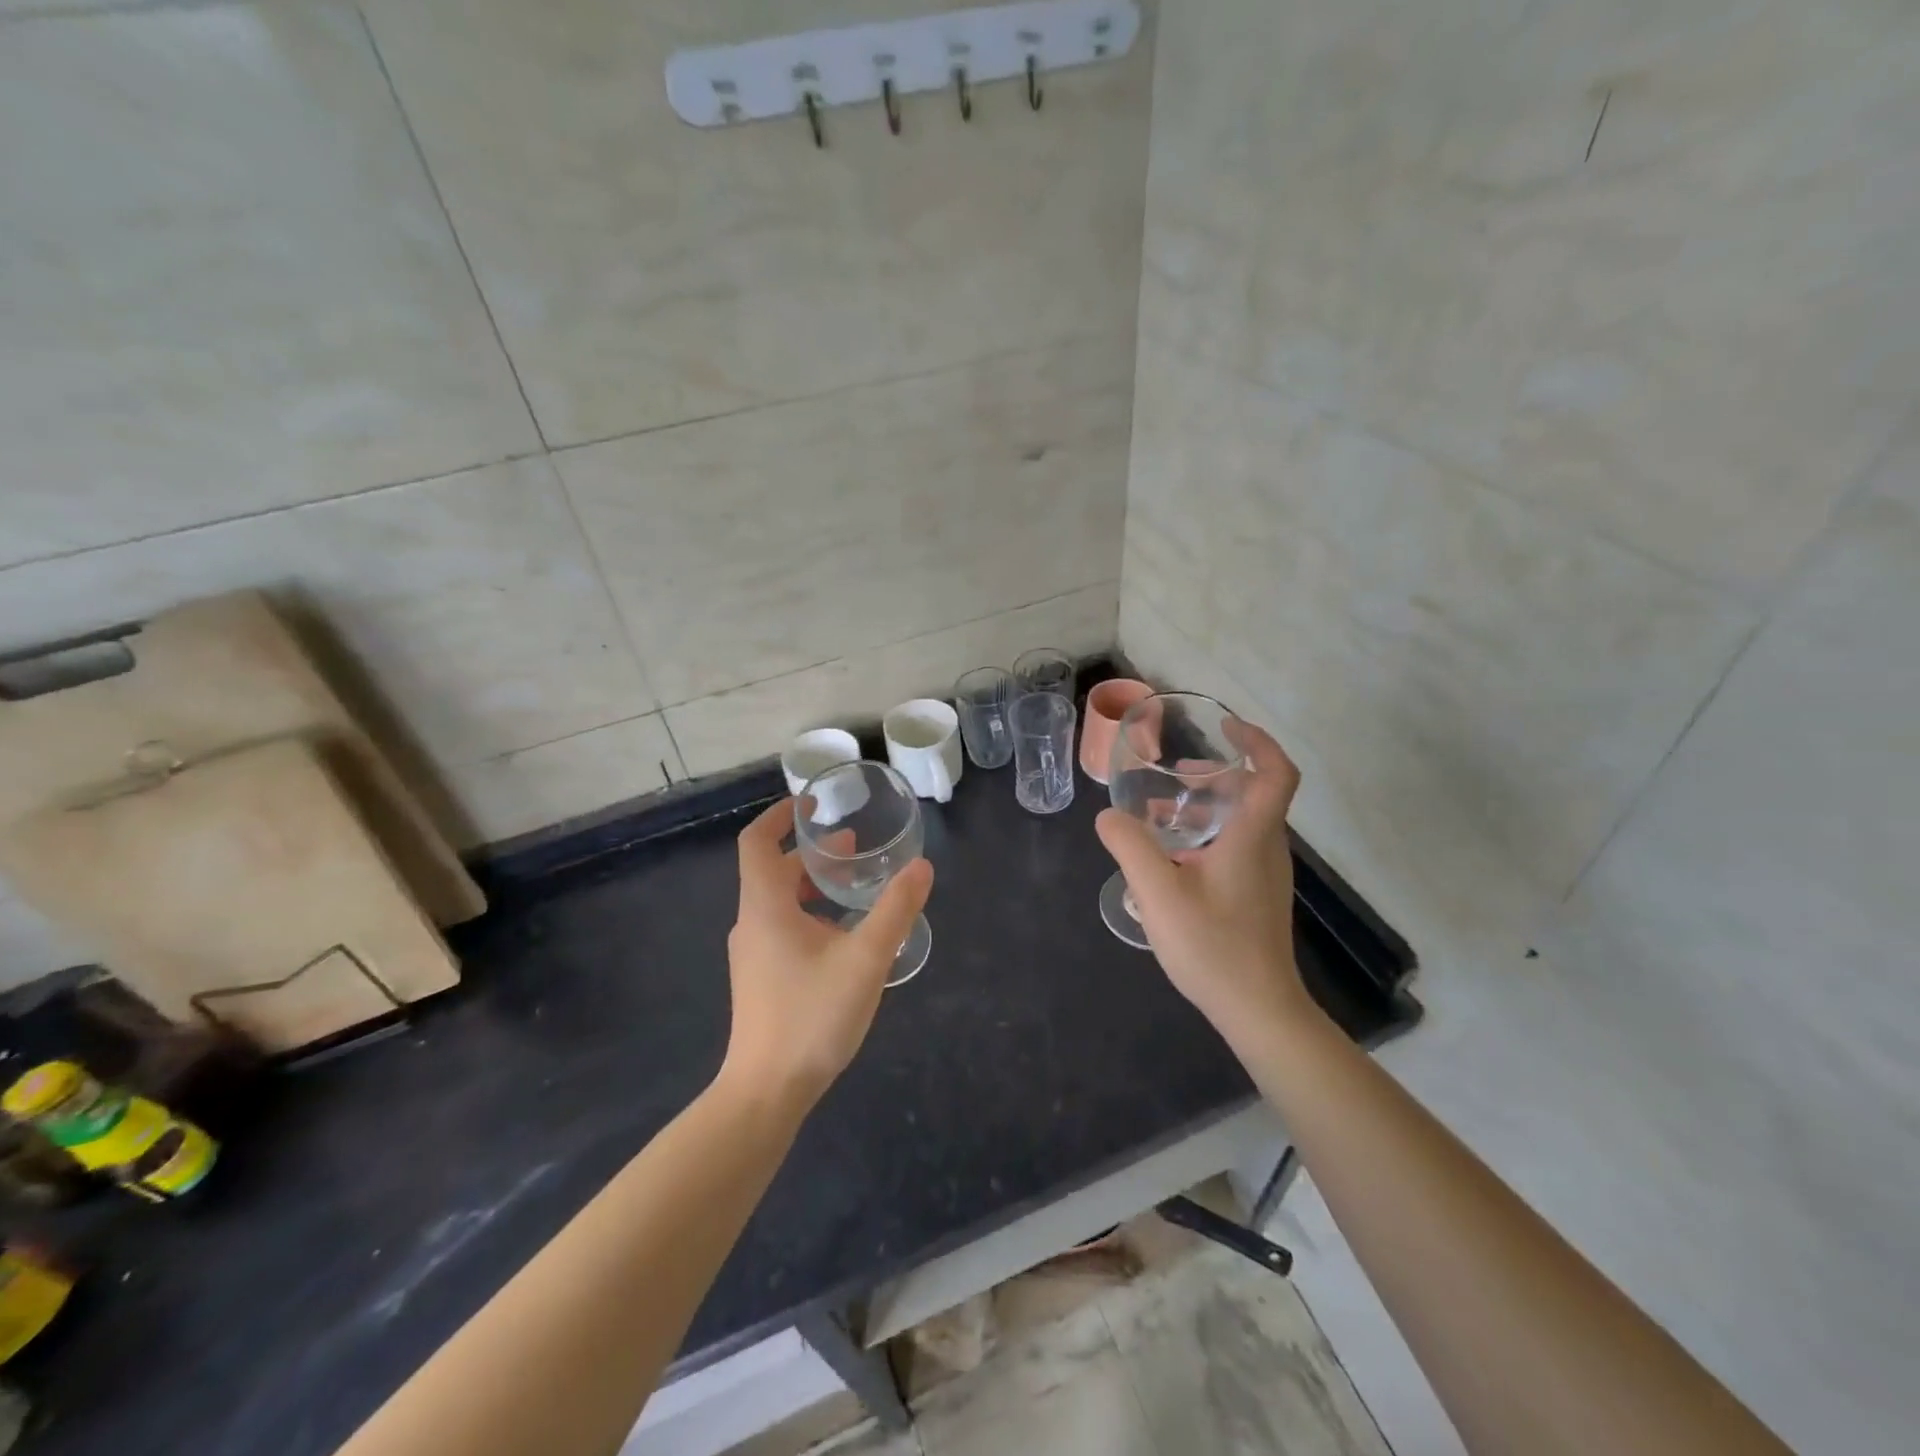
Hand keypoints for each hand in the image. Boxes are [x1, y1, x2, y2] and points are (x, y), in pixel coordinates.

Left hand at [721, 797, 933, 1107]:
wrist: (766, 1093)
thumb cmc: (812, 1016)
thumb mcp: (865, 959)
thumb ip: (896, 910)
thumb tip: (922, 867)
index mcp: (765, 906)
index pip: (756, 842)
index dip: (780, 815)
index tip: (812, 804)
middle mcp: (752, 923)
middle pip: (774, 871)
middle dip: (813, 854)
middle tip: (856, 849)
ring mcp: (753, 954)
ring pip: (781, 903)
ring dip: (815, 887)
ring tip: (857, 888)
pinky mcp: (761, 979)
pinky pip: (784, 929)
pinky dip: (812, 916)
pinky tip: (846, 937)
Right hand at [1095, 721, 1311, 1048]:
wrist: (1259, 1011)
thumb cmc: (1213, 946)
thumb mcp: (1158, 893)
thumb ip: (1130, 848)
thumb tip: (1108, 816)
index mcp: (1252, 838)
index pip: (1276, 774)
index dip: (1258, 742)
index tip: (1227, 727)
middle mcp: (1267, 850)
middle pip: (1255, 794)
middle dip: (1218, 775)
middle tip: (1175, 775)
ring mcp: (1265, 876)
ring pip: (1243, 823)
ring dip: (1208, 807)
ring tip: (1160, 814)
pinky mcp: (1257, 897)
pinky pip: (1236, 848)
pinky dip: (1207, 836)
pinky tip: (1170, 862)